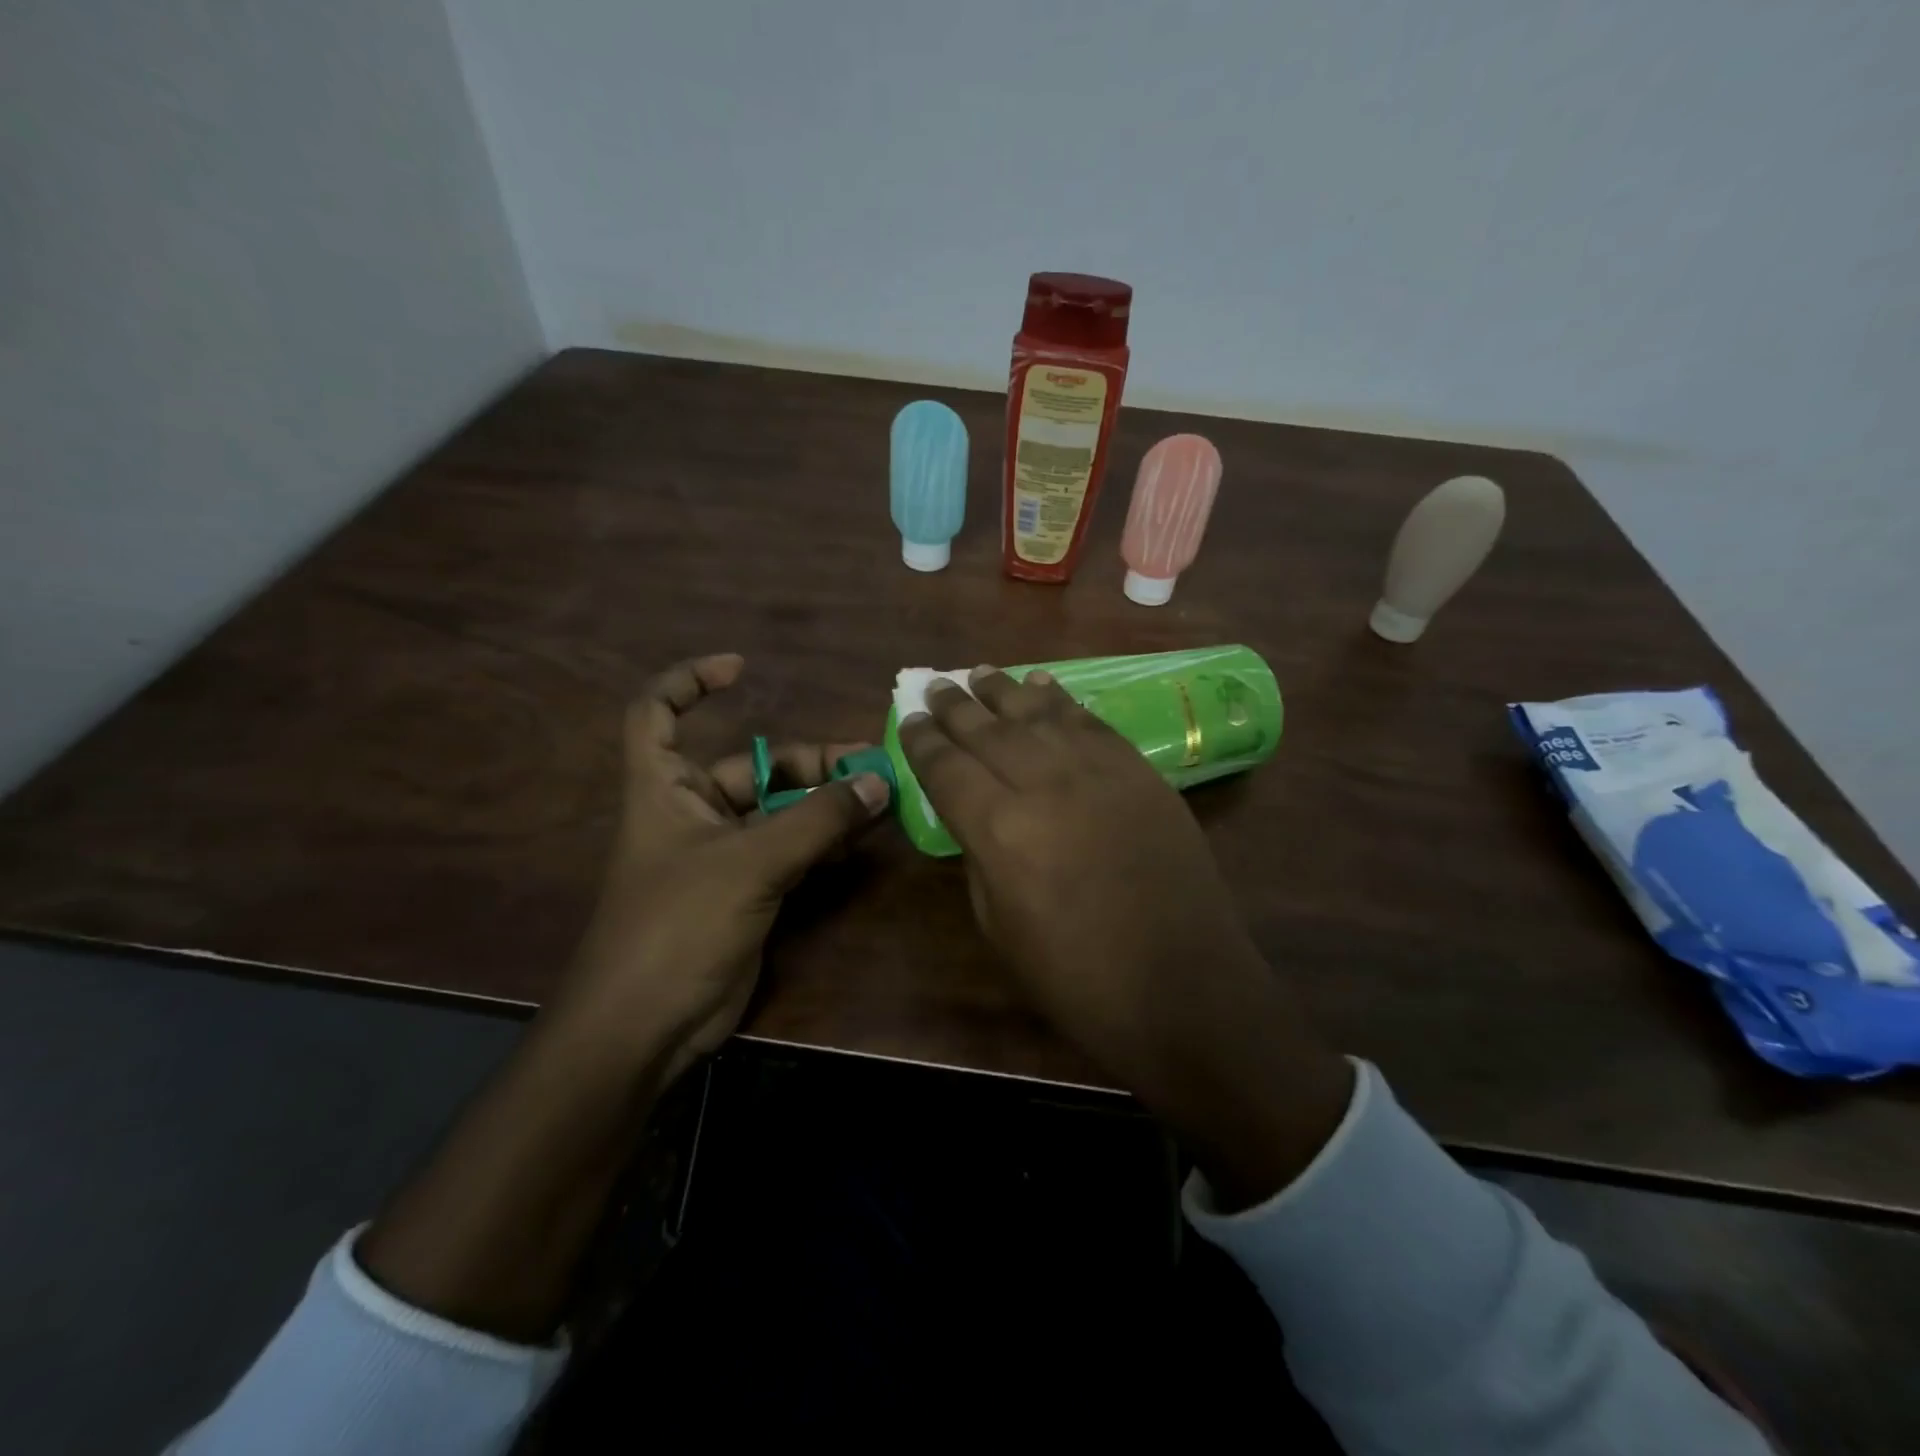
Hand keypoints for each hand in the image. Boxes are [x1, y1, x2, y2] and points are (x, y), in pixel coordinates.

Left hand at [555, 653, 889, 1083]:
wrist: (647, 1026)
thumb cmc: (678, 926)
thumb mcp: (750, 863)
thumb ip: (817, 820)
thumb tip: (878, 780)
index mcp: (666, 789)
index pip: (657, 713)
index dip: (689, 682)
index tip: (741, 668)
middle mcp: (692, 813)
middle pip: (753, 765)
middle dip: (809, 763)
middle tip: (869, 764)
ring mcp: (721, 855)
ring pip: (780, 811)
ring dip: (825, 803)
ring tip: (879, 797)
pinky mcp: (746, 891)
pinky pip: (790, 851)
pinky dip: (823, 841)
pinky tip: (860, 838)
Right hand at [898, 666, 1350, 1204]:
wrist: (1182, 987)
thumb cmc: (1077, 976)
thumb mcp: (999, 927)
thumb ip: (980, 856)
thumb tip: (975, 815)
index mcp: (999, 829)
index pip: (946, 767)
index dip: (923, 741)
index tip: (910, 719)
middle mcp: (1044, 783)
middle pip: (988, 729)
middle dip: (955, 705)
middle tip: (936, 686)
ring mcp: (1098, 771)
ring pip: (1039, 713)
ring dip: (1004, 690)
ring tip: (982, 673)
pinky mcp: (1139, 772)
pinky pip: (1090, 722)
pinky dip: (1062, 701)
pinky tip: (1044, 686)